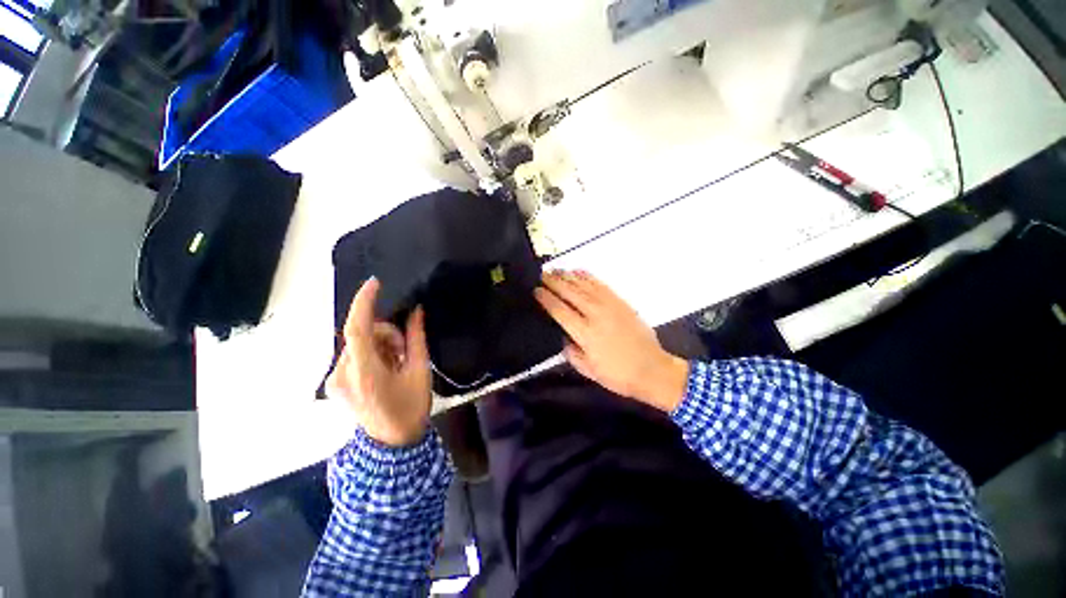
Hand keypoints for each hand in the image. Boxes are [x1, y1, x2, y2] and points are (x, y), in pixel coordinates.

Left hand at [327, 278, 432, 446]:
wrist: (392, 444)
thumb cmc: (411, 408)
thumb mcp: (420, 371)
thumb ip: (416, 338)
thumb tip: (416, 311)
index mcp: (365, 373)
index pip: (357, 329)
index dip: (364, 302)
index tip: (375, 284)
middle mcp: (341, 374)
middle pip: (361, 335)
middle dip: (386, 334)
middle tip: (405, 350)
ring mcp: (334, 380)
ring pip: (357, 344)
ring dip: (380, 344)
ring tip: (396, 362)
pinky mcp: (334, 383)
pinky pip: (353, 355)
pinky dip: (372, 353)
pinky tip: (385, 367)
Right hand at [535, 270, 688, 411]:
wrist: (652, 369)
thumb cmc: (617, 374)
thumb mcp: (588, 370)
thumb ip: (571, 352)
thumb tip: (563, 336)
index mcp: (584, 333)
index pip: (559, 310)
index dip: (546, 299)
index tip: (536, 290)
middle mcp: (594, 314)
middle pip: (569, 292)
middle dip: (553, 282)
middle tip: (541, 275)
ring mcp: (609, 305)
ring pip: (583, 285)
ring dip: (567, 276)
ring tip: (555, 270)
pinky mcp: (620, 301)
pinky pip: (600, 284)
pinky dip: (587, 276)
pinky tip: (578, 271)